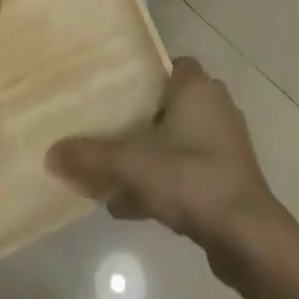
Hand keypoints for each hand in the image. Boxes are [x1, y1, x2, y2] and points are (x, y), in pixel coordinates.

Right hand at [47, 57, 284, 268]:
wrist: (247, 235)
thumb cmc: (190, 177)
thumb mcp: (131, 164)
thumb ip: (91, 156)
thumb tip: (50, 153)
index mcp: (196, 86)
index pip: (164, 64)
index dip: (138, 75)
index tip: (111, 91)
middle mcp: (214, 105)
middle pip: (167, 103)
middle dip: (137, 120)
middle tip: (106, 132)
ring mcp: (224, 142)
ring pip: (176, 139)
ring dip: (148, 156)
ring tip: (112, 177)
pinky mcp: (228, 175)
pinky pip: (187, 169)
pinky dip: (163, 181)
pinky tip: (131, 207)